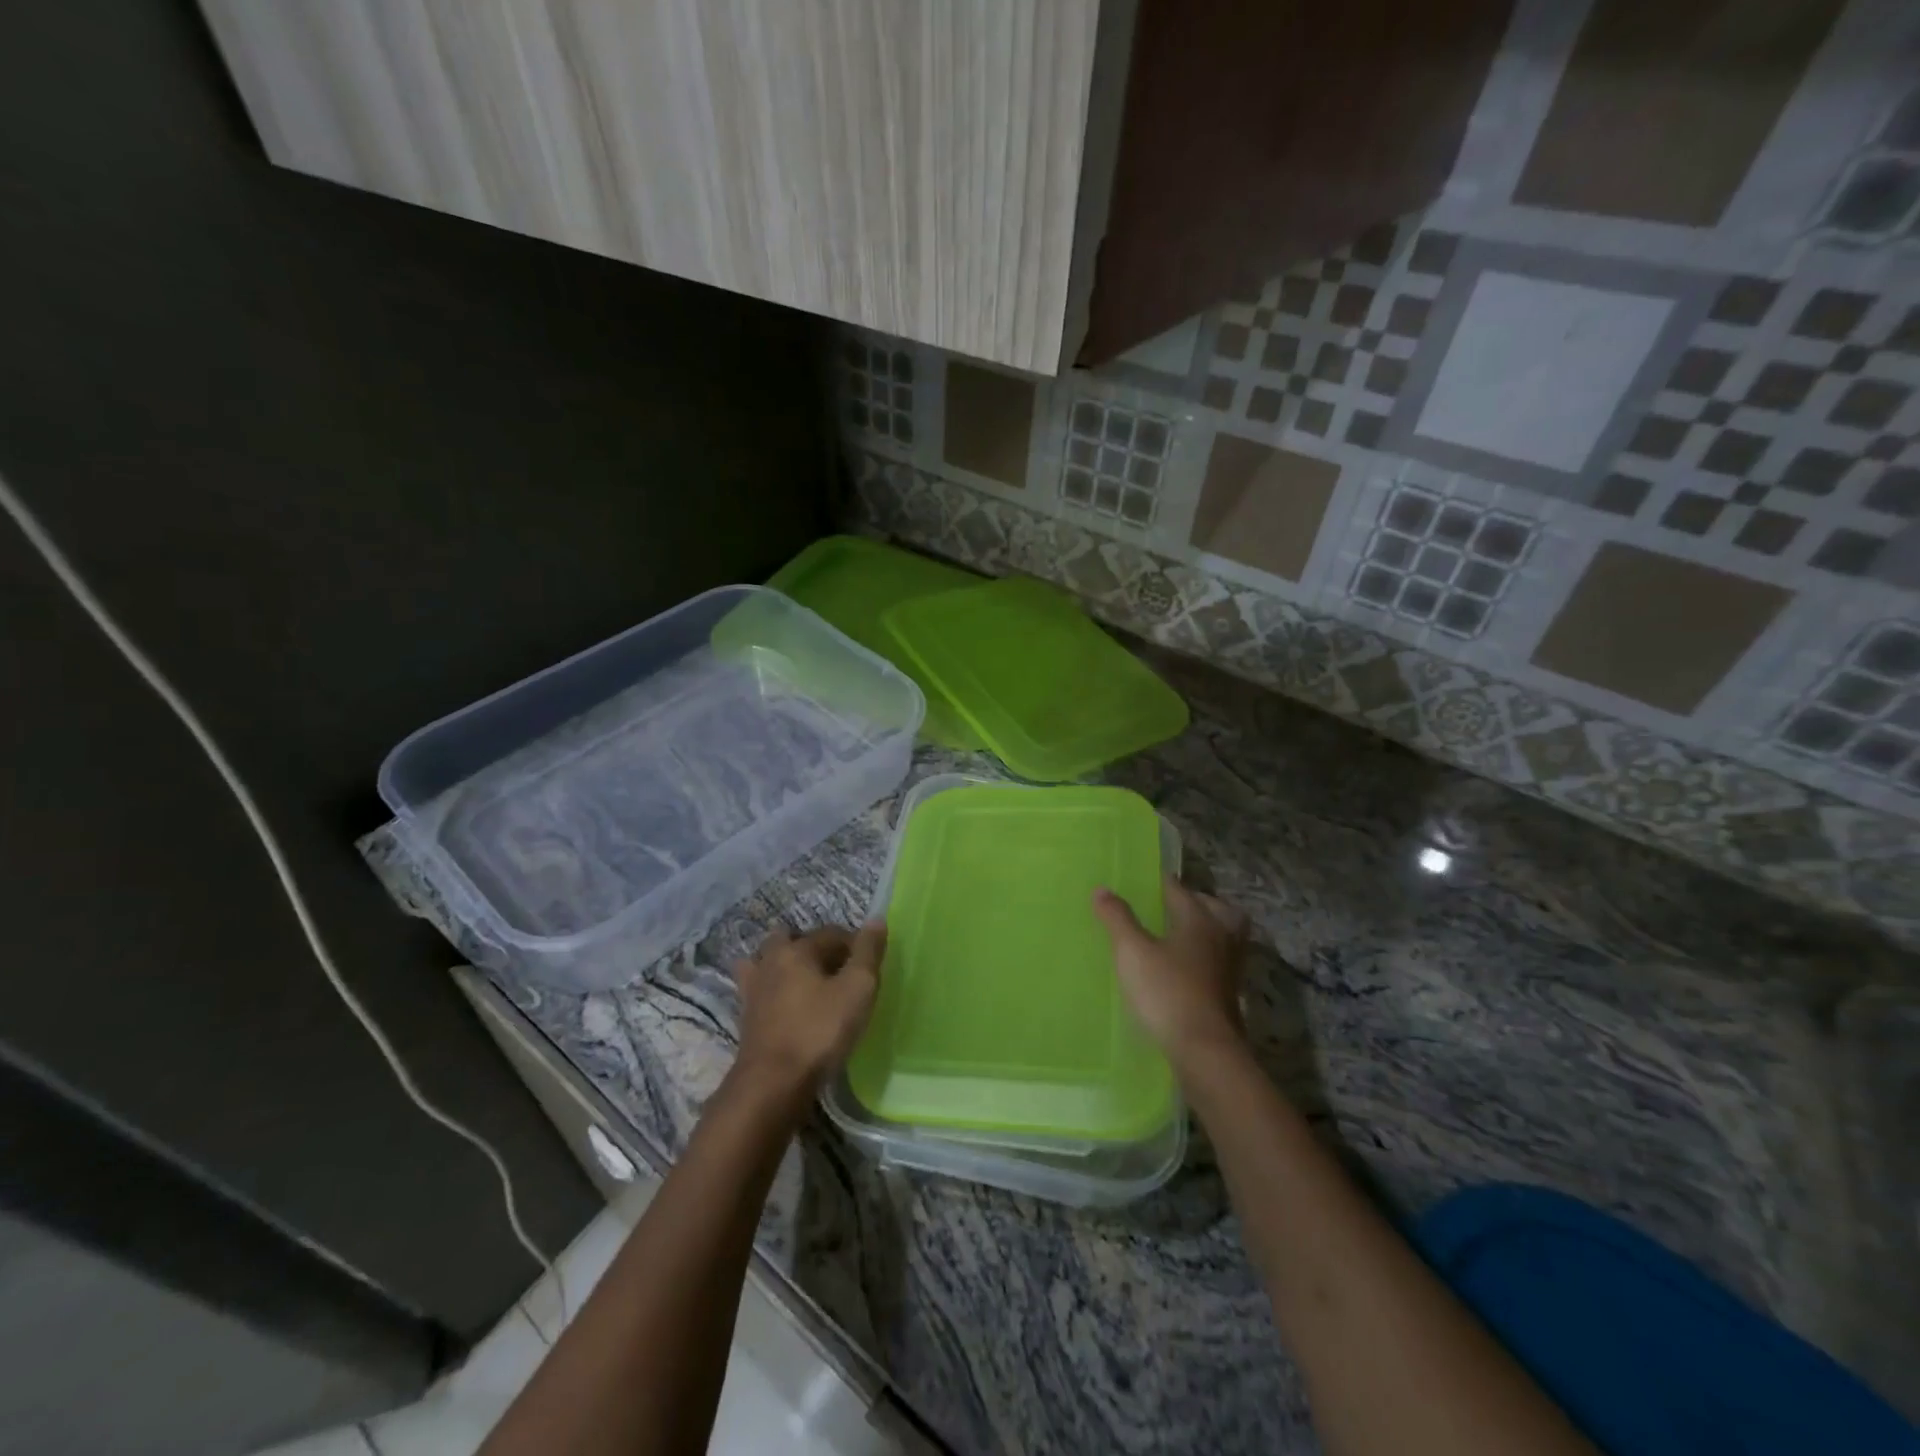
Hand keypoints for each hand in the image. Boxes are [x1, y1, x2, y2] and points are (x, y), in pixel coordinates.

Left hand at [731, 923, 885, 1095]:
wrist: (772, 1084)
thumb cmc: (819, 1031)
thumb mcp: (857, 989)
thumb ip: (868, 953)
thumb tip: (877, 919)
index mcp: (797, 949)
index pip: (832, 933)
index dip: (855, 945)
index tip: (869, 968)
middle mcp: (770, 960)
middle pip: (793, 939)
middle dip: (815, 948)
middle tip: (837, 972)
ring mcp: (753, 988)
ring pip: (768, 960)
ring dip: (785, 964)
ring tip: (807, 983)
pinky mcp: (746, 1016)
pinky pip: (758, 989)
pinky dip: (770, 988)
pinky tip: (784, 1003)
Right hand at [1094, 877, 1248, 1072]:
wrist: (1204, 1051)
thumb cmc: (1167, 992)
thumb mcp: (1132, 952)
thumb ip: (1117, 918)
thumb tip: (1102, 889)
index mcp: (1199, 918)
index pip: (1178, 888)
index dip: (1158, 881)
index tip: (1139, 879)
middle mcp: (1221, 936)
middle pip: (1213, 908)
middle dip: (1193, 902)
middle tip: (1167, 906)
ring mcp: (1229, 967)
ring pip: (1222, 935)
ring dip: (1204, 930)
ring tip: (1176, 936)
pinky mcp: (1229, 994)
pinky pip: (1218, 962)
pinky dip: (1204, 957)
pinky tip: (1182, 969)